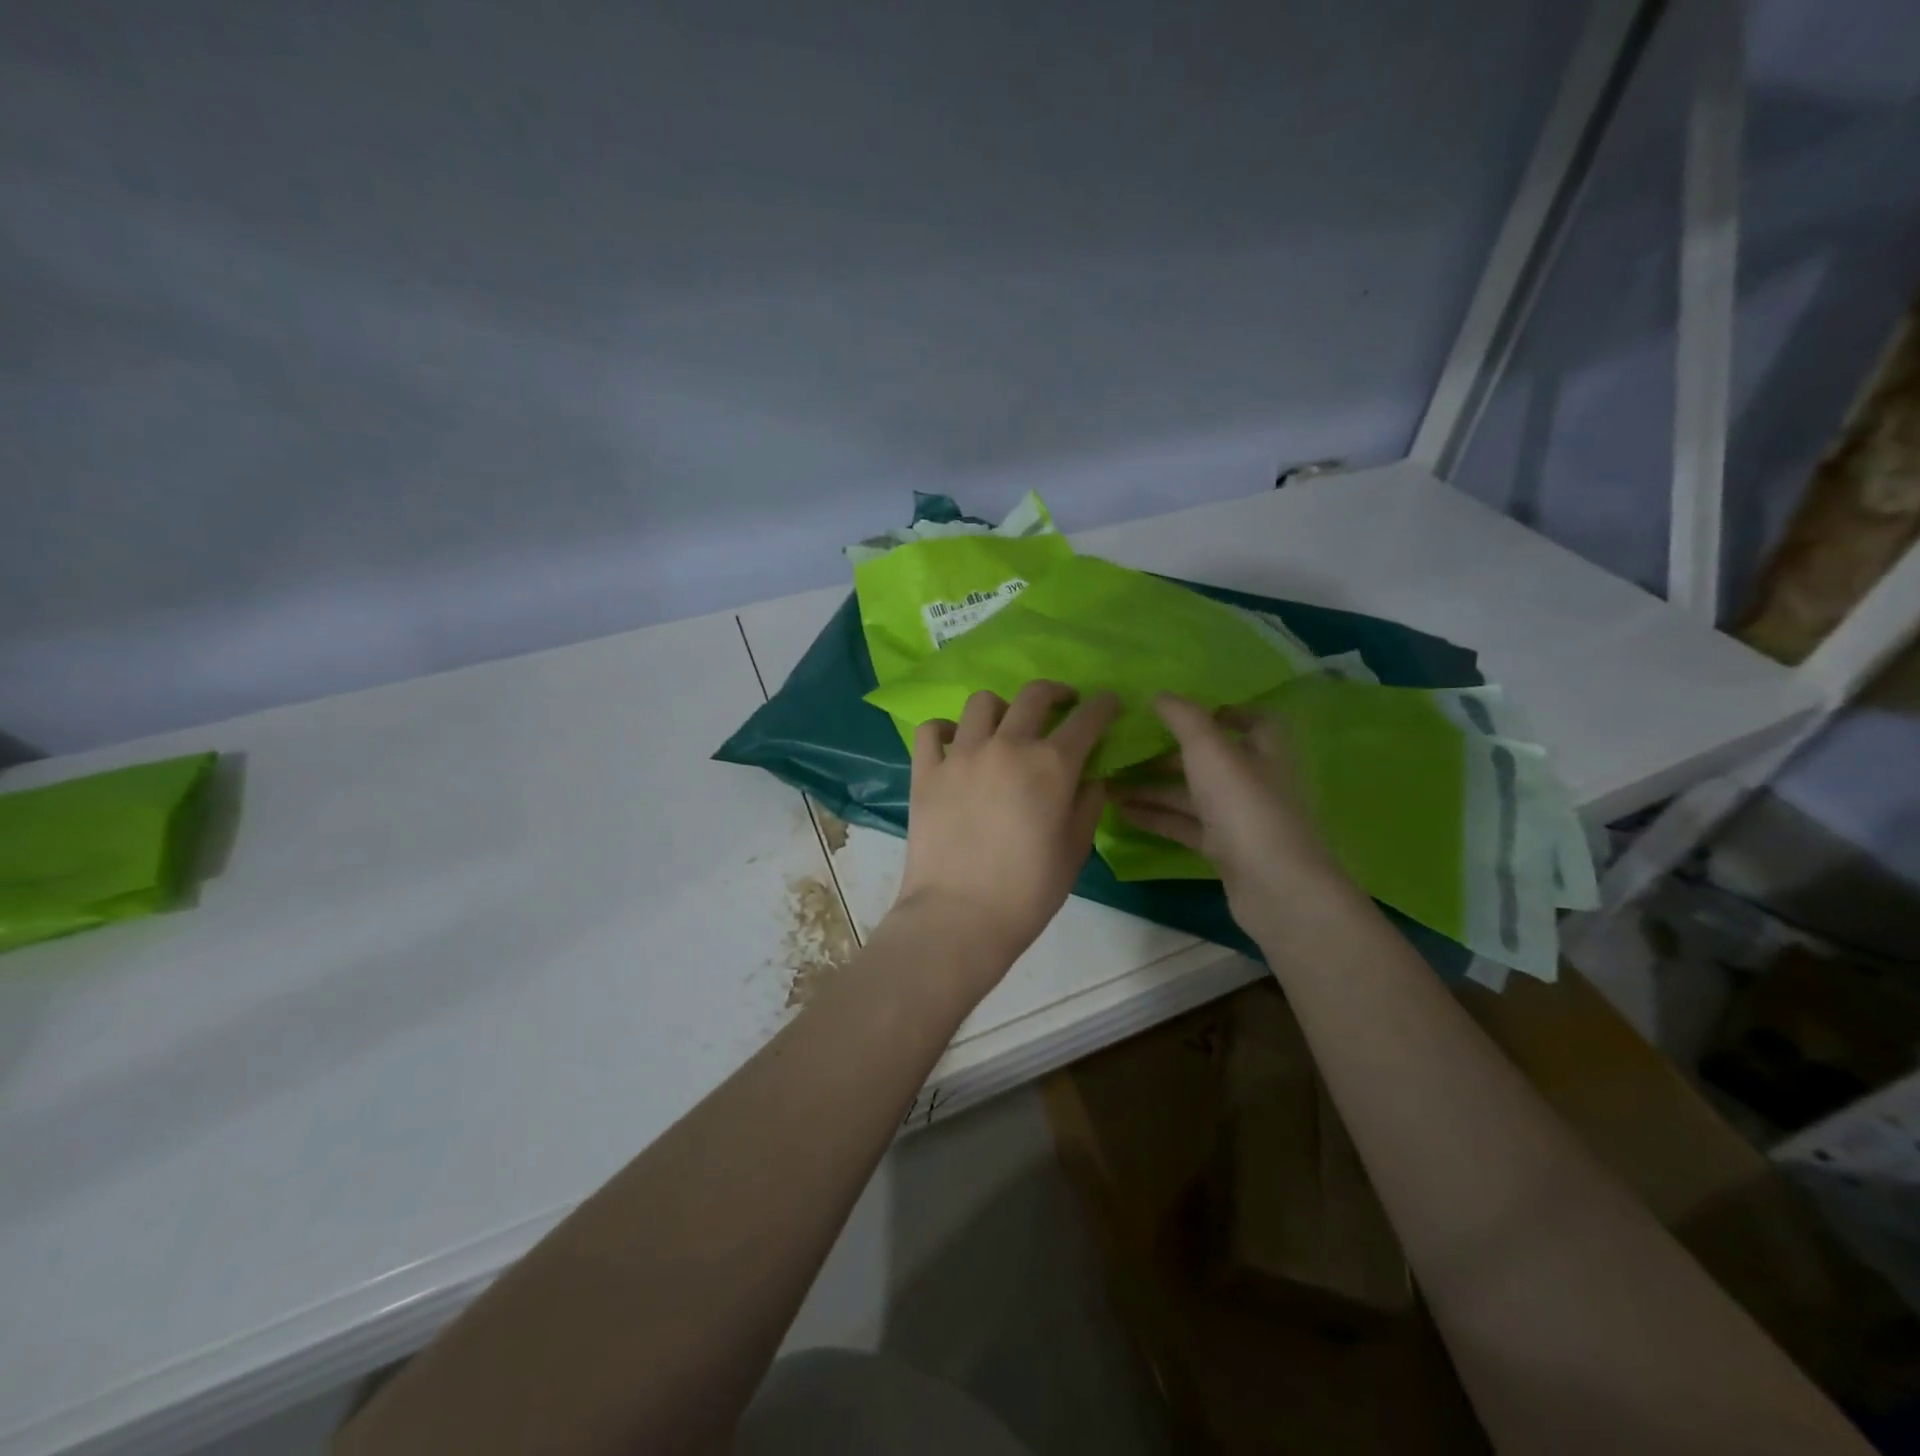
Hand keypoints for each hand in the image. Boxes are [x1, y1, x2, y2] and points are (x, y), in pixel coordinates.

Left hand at [891, 681, 1121, 984]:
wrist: (958, 917)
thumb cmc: (1027, 892)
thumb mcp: (1075, 851)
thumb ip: (1087, 804)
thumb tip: (1089, 777)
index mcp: (1051, 765)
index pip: (1087, 719)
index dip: (1103, 706)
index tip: (1109, 703)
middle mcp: (1007, 746)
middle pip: (1034, 695)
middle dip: (1056, 693)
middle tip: (1062, 704)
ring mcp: (961, 754)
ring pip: (982, 703)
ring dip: (1002, 708)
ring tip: (1005, 726)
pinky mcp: (926, 770)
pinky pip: (932, 730)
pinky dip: (946, 729)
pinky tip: (954, 743)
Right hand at [1109, 693, 1349, 939]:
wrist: (1274, 886)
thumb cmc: (1245, 806)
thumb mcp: (1210, 750)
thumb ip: (1184, 718)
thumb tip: (1159, 694)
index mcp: (1264, 749)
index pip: (1253, 720)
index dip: (1222, 712)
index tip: (1180, 712)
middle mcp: (1255, 780)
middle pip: (1209, 759)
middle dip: (1167, 754)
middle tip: (1126, 749)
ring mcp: (1240, 818)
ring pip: (1191, 794)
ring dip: (1153, 787)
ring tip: (1109, 783)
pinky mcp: (1225, 849)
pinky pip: (1185, 825)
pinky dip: (1157, 817)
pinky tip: (1122, 812)